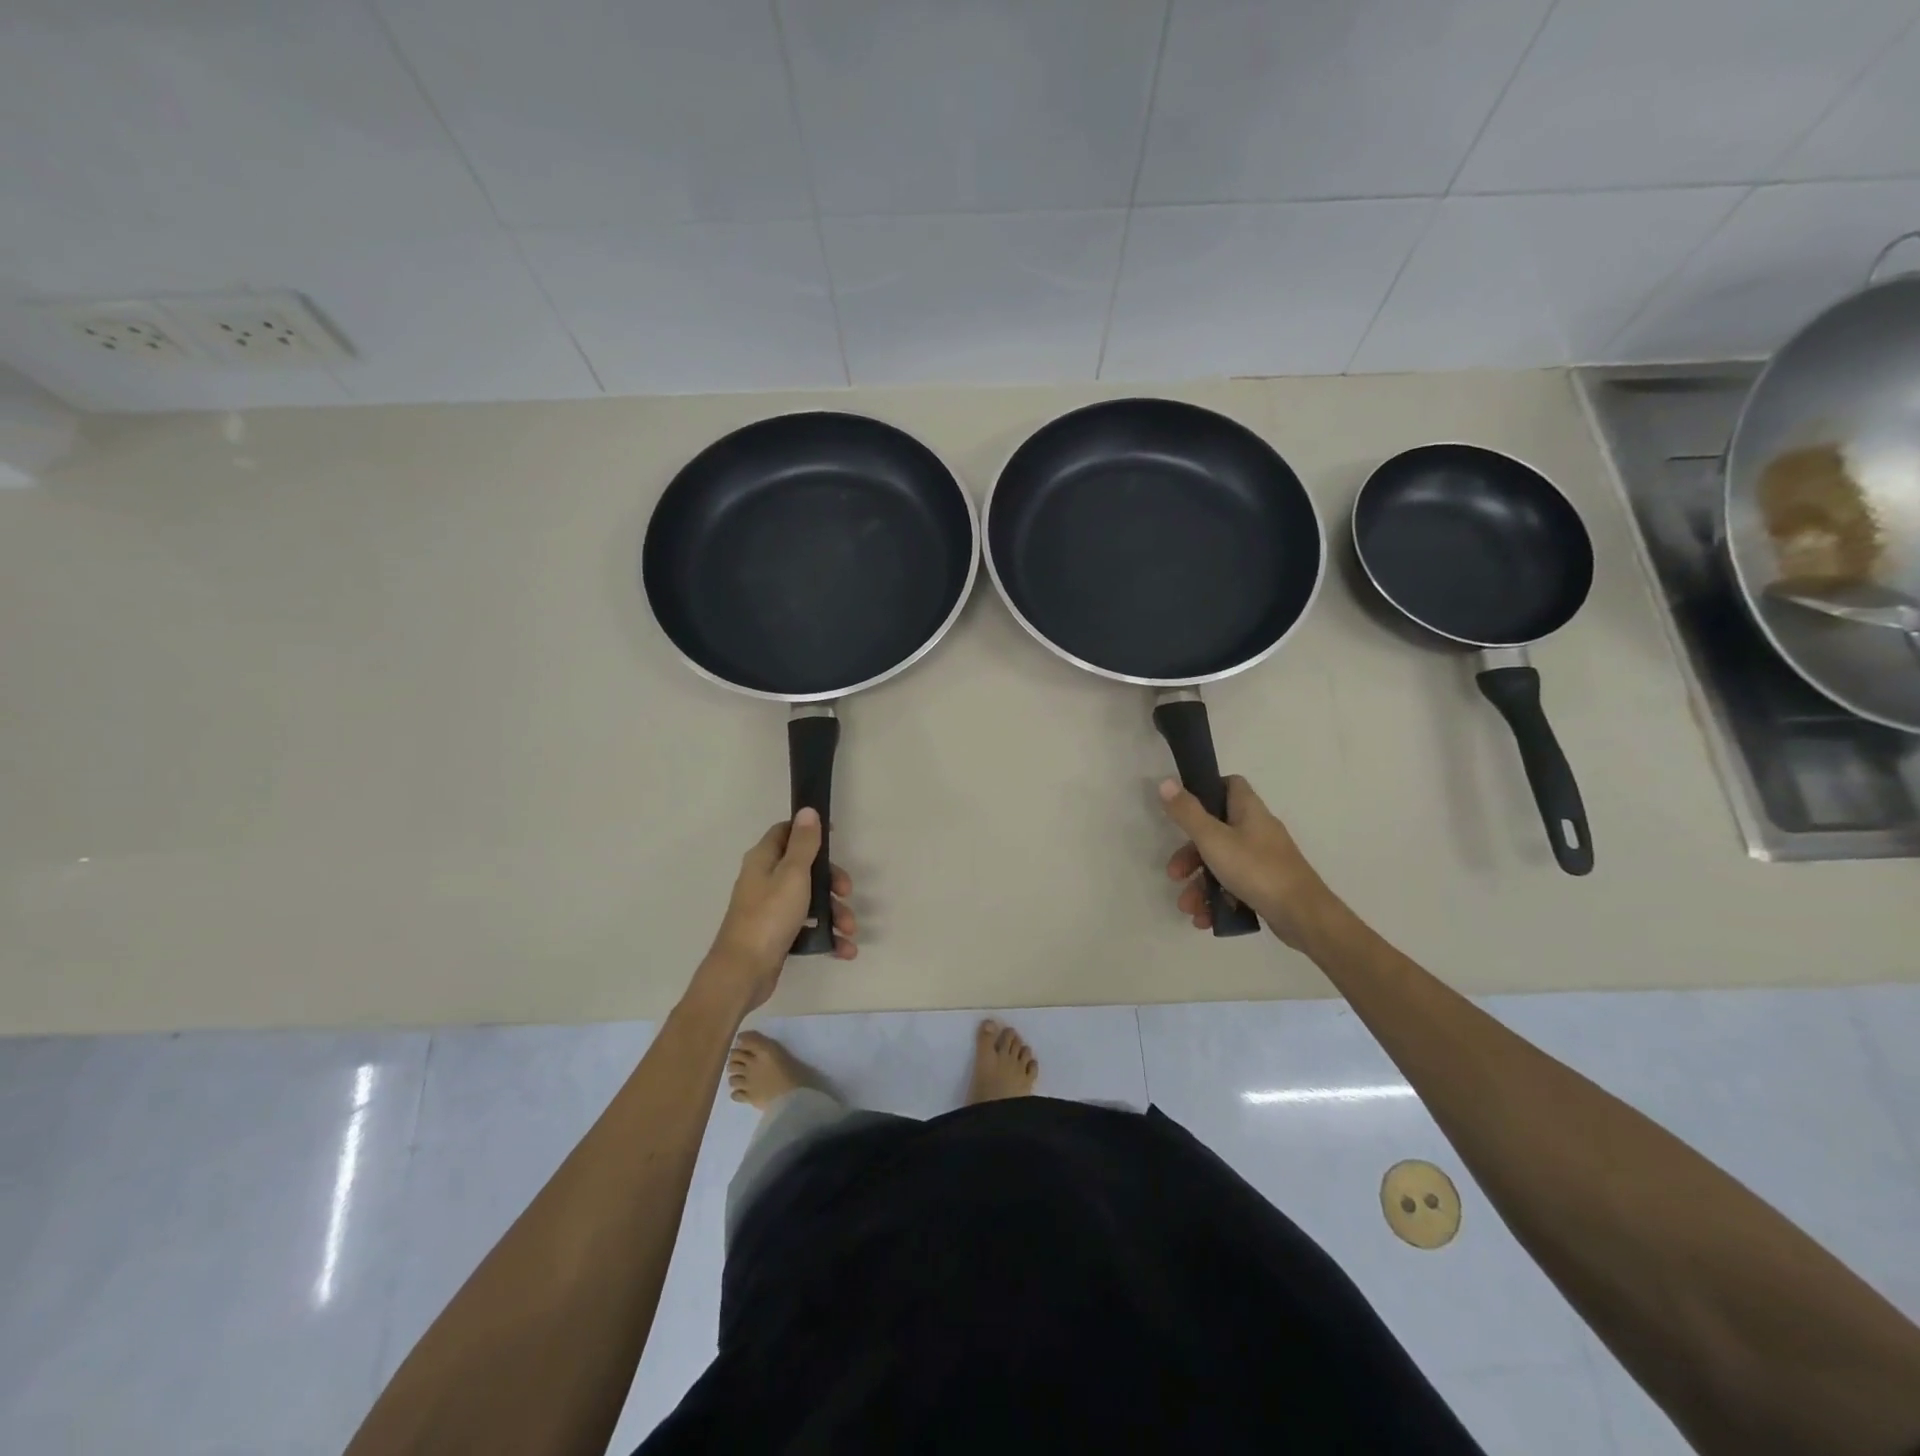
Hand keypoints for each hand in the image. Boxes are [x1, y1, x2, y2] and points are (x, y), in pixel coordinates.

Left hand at [694, 810, 856, 1014]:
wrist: (743, 972)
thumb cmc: (769, 916)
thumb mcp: (793, 874)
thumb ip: (804, 843)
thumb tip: (807, 810)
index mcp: (764, 860)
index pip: (786, 832)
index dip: (810, 831)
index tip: (835, 837)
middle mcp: (764, 880)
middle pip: (805, 868)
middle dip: (831, 881)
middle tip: (847, 892)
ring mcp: (770, 909)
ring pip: (809, 900)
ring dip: (834, 912)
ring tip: (849, 930)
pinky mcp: (776, 934)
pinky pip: (806, 927)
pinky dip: (825, 934)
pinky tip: (844, 948)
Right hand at [1160, 775, 1333, 949]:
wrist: (1303, 916)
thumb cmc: (1257, 870)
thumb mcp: (1213, 839)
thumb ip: (1187, 813)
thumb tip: (1164, 782)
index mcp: (1249, 811)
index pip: (1229, 785)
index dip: (1206, 790)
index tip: (1183, 808)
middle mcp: (1257, 830)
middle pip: (1216, 831)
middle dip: (1191, 855)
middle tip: (1175, 874)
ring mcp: (1263, 859)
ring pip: (1222, 863)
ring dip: (1199, 885)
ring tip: (1187, 907)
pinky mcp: (1266, 885)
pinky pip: (1234, 886)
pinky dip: (1217, 900)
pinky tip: (1204, 919)